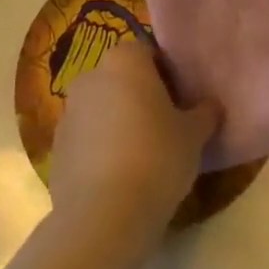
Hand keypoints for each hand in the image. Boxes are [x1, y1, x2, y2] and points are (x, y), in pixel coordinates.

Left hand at [50, 41, 218, 236]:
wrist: (104, 215)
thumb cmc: (157, 158)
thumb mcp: (194, 135)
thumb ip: (204, 113)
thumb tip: (211, 106)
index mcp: (124, 61)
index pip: (148, 53)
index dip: (167, 75)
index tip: (181, 102)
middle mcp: (90, 77)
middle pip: (121, 79)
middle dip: (140, 97)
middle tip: (166, 128)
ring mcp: (68, 112)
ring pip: (101, 109)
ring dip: (118, 123)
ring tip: (142, 158)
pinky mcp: (56, 148)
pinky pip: (86, 139)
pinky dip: (100, 150)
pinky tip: (118, 178)